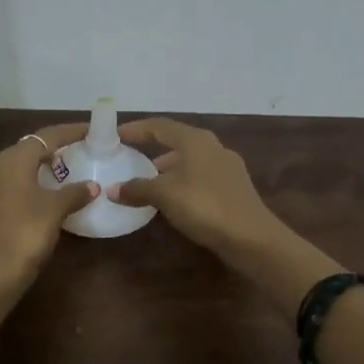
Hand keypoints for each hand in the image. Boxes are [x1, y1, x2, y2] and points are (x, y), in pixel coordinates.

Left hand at [0, 123, 98, 297]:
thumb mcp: (54, 210)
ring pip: (17, 170)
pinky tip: (41, 200)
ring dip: (39, 169)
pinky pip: (10, 189)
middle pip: (28, 150)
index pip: (46, 136)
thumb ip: (74, 193)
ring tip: (62, 175)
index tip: (90, 130)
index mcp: (12, 161)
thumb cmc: (24, 234)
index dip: (69, 131)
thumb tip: (91, 186)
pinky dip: (29, 187)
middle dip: (53, 149)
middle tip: (78, 152)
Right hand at [117, 117, 341, 316]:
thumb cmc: (204, 205)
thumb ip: (137, 189)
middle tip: (131, 161)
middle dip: (153, 150)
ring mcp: (227, 168)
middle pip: (177, 142)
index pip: (160, 126)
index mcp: (196, 140)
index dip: (137, 129)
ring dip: (168, 170)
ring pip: (190, 162)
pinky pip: (200, 178)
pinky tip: (173, 201)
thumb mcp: (164, 195)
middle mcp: (213, 147)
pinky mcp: (234, 189)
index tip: (117, 134)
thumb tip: (112, 189)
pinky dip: (182, 184)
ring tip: (148, 184)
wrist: (250, 237)